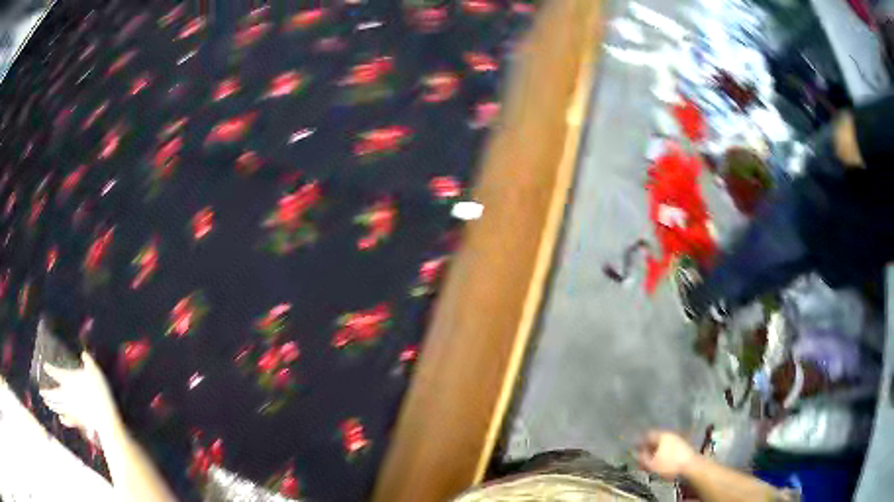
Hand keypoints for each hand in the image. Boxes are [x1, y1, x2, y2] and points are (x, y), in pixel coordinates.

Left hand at [40, 352, 120, 437]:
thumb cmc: (98, 390)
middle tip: (41, 392)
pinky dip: (62, 419)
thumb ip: (88, 362)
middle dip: (46, 393)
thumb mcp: (94, 372)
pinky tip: (60, 419)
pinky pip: (67, 419)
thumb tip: (84, 353)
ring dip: (51, 405)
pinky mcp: (77, 420)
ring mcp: (70, 409)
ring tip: (46, 403)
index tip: (45, 366)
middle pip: (53, 393)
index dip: (49, 369)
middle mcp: (66, 394)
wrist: (104, 416)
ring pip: (58, 406)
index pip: (55, 373)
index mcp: (67, 380)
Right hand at [635, 430, 697, 479]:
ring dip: (655, 452)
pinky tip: (661, 462)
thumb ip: (641, 458)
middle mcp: (670, 434)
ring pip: (662, 445)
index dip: (639, 442)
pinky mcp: (683, 446)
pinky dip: (663, 454)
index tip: (633, 450)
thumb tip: (635, 453)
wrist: (691, 467)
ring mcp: (678, 439)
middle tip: (641, 459)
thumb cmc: (669, 465)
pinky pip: (669, 448)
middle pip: (655, 440)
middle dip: (647, 449)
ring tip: (651, 463)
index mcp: (661, 435)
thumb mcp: (651, 464)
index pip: (646, 435)